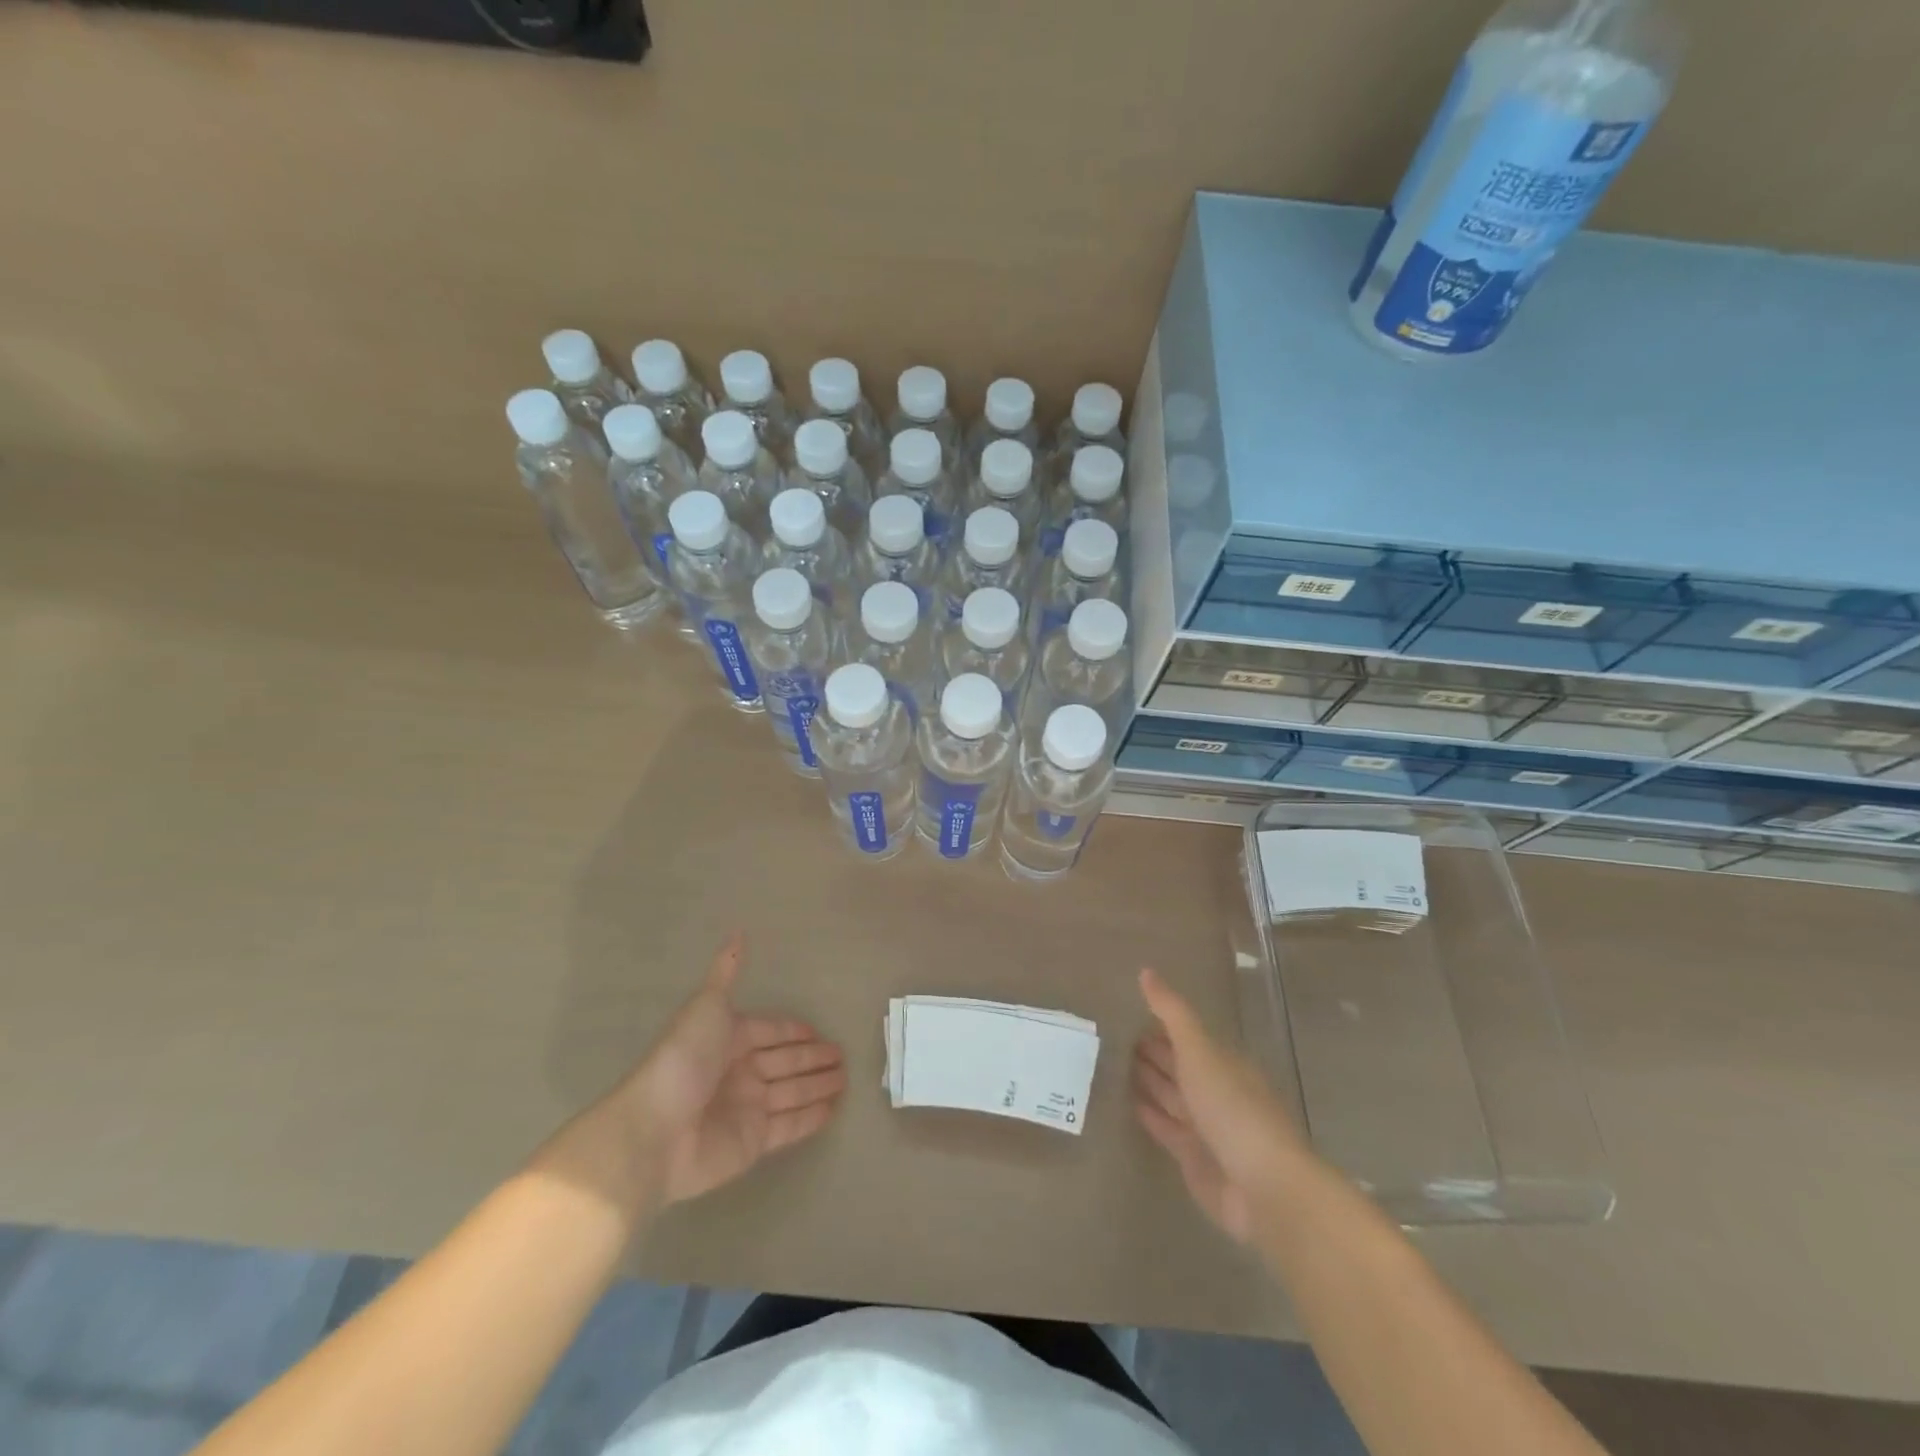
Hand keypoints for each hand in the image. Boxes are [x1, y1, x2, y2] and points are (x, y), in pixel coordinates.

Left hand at [615, 933, 846, 1206]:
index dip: (793, 1031)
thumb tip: (738, 931)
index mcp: (729, 1039)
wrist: (656, 1130)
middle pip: (785, 1061)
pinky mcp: (754, 1142)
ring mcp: (747, 1108)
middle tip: (843, 1055)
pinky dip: (811, 1117)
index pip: (770, 1031)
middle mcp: (740, 1072)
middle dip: (813, 1057)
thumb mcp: (707, 1005)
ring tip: (846, 1078)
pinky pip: (790, 1125)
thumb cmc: (684, 1060)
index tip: (819, 1030)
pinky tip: (834, 1108)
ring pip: (792, 1092)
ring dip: (818, 1085)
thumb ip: (726, 972)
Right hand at [1133, 967, 1309, 1243]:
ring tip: (1107, 1063)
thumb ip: (1172, 1014)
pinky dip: (1147, 1114)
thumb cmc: (1233, 1109)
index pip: (1185, 1036)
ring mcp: (1205, 1126)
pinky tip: (1125, 1102)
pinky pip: (1165, 1128)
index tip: (1125, 1009)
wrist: (1264, 1189)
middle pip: (1177, 1066)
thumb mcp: (1200, 1052)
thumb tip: (1146, 971)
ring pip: (1169, 1096)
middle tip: (1108, 1035)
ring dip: (1145, 1081)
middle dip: (1149, 1051)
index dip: (1158, 1024)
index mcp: (1223, 1062)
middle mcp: (1215, 1090)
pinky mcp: (1193, 1158)